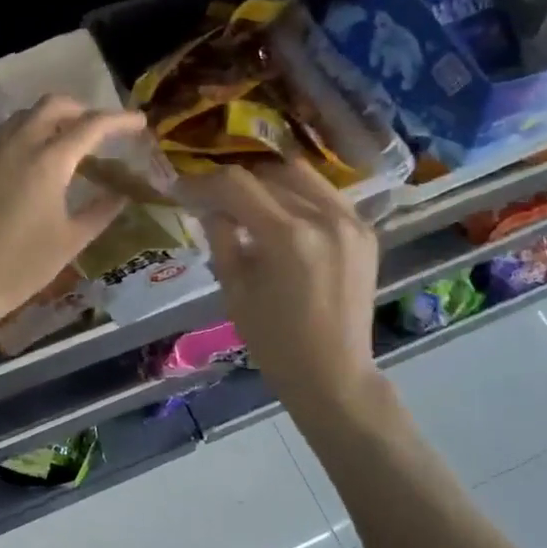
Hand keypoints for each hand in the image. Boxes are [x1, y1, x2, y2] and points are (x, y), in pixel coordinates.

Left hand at [0, 95, 148, 327]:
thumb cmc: (23, 265)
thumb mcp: (71, 240)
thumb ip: (101, 211)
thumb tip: (121, 194)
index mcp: (48, 162)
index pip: (90, 125)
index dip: (119, 120)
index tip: (139, 122)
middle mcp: (17, 146)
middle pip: (52, 105)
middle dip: (81, 109)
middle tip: (99, 129)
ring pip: (23, 117)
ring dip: (50, 119)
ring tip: (67, 143)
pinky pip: (3, 138)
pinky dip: (26, 138)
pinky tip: (33, 166)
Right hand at [187, 159, 382, 406]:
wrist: (333, 373)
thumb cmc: (274, 341)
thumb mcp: (234, 289)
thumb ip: (220, 237)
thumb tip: (208, 205)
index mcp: (287, 236)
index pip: (236, 184)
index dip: (203, 182)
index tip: (182, 189)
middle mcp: (324, 217)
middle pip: (267, 174)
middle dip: (232, 182)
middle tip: (209, 198)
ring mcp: (351, 221)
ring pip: (299, 175)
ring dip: (266, 181)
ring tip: (245, 201)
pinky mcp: (365, 231)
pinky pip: (325, 194)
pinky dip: (297, 194)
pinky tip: (280, 213)